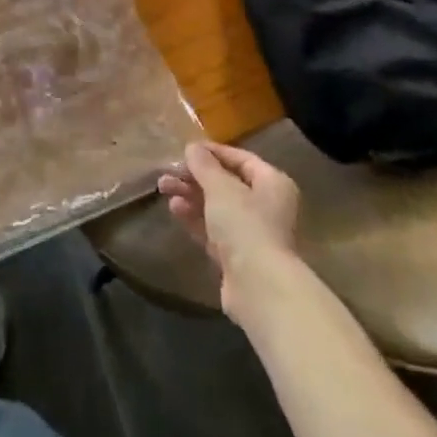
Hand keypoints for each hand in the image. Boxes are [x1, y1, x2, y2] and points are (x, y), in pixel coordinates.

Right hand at [158, 142, 300, 320]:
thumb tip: (193, 148)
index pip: (241, 159)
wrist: (259, 288)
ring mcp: (252, 234)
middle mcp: (266, 206)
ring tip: (163, 187)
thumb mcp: (221, 188)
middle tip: (168, 171)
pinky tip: (174, 208)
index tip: (186, 149)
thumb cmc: (245, 225)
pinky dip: (194, 218)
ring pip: (217, 208)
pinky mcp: (237, 257)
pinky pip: (213, 230)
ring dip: (190, 196)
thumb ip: (204, 165)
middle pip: (226, 184)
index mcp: (272, 183)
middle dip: (195, 177)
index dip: (213, 152)